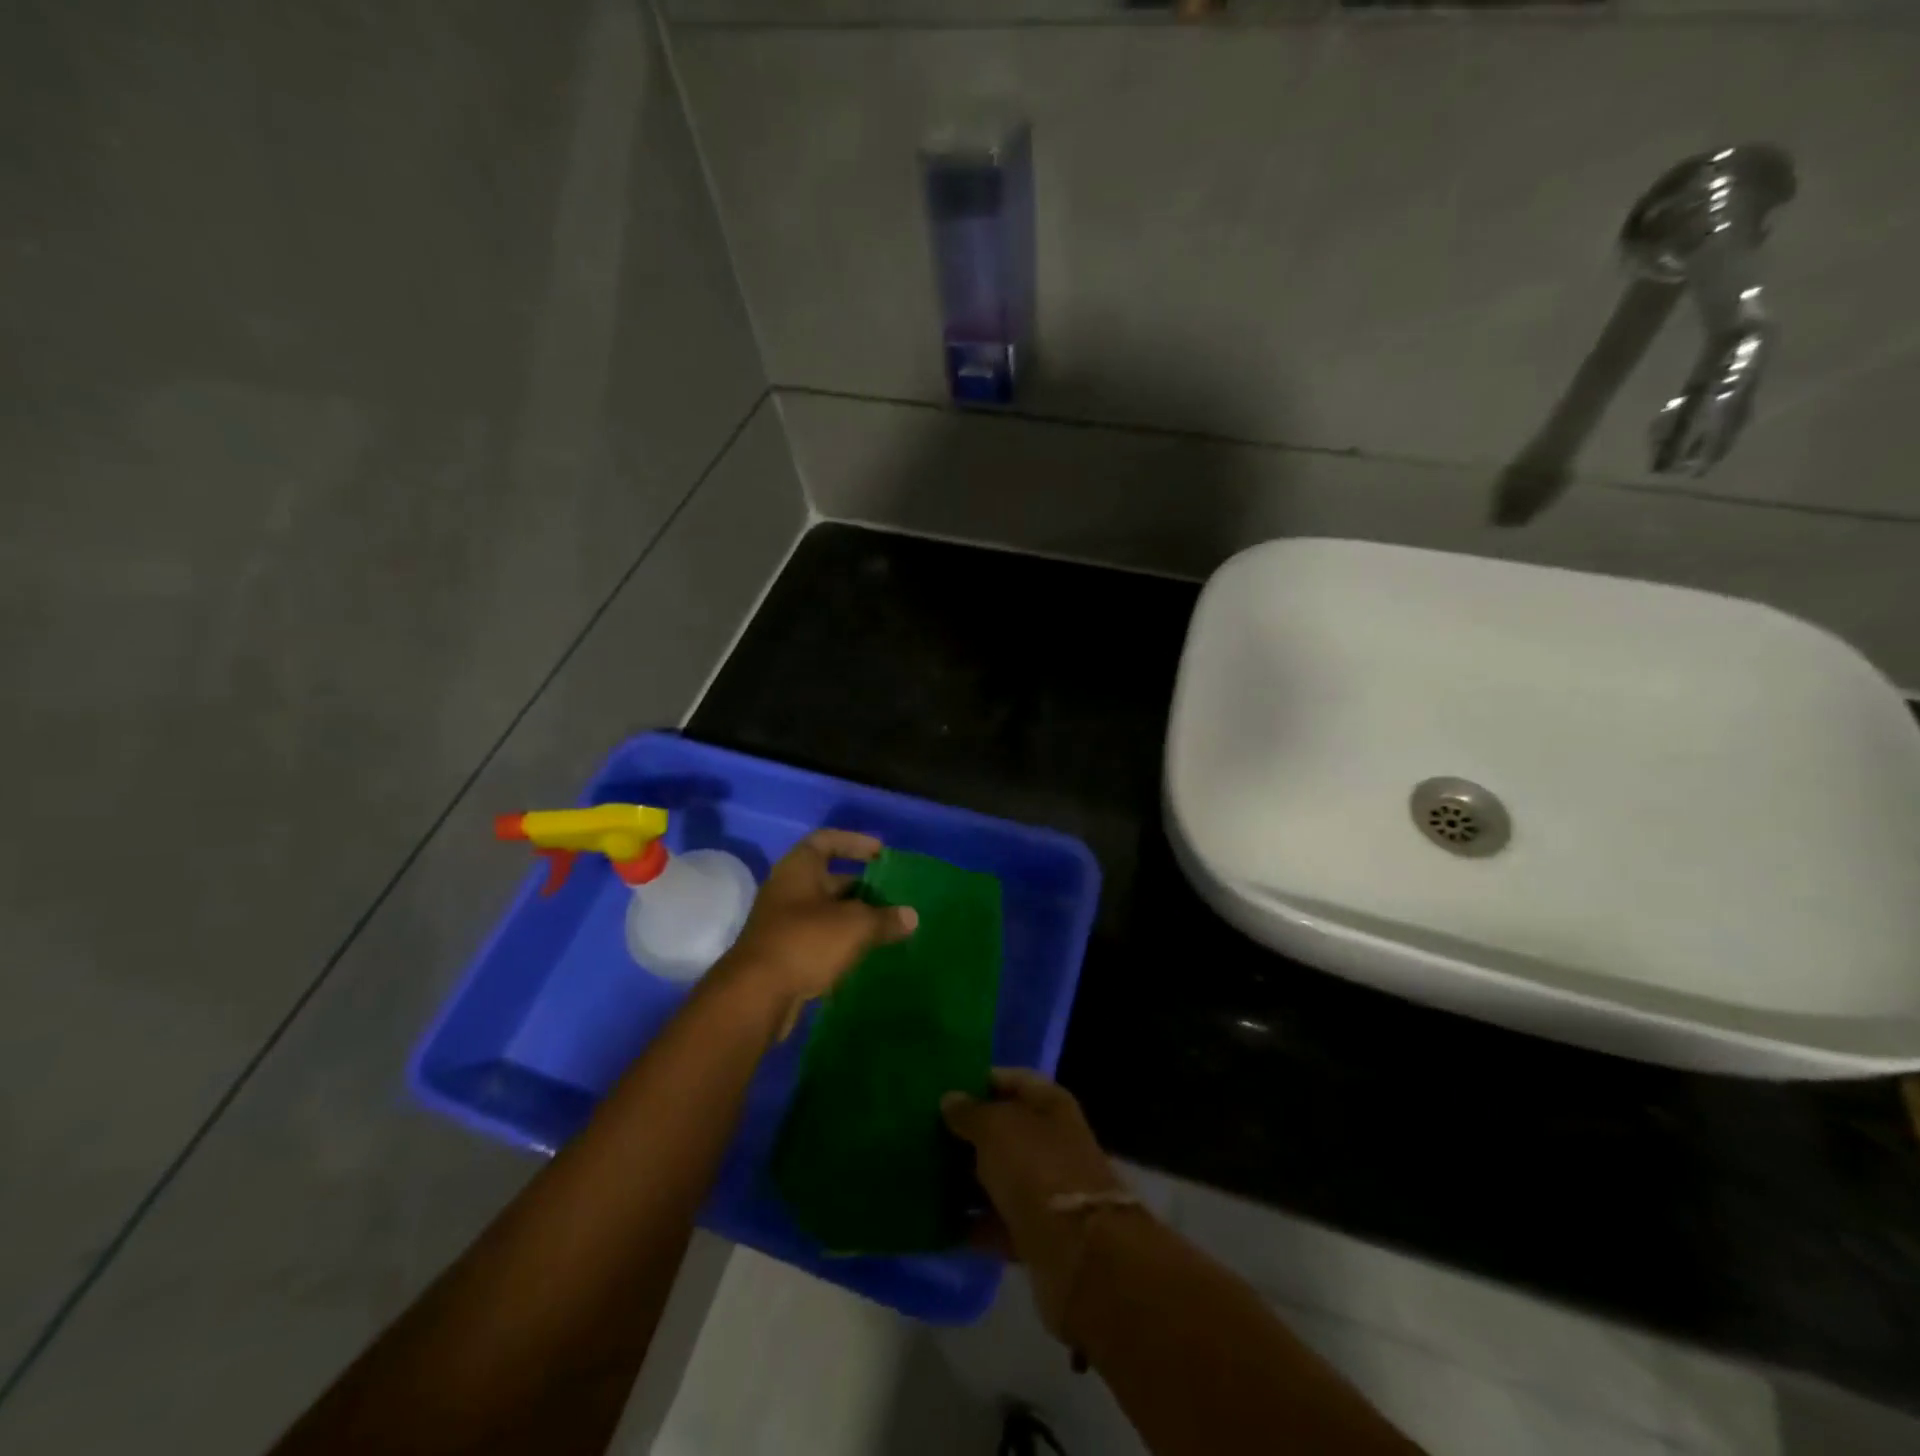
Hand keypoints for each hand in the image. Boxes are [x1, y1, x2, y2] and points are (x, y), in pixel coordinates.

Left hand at [717, 830, 916, 1030]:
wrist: (756, 995)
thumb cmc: (806, 942)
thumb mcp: (855, 926)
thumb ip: (885, 918)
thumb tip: (911, 916)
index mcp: (799, 869)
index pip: (827, 840)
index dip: (855, 842)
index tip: (882, 854)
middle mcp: (788, 889)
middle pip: (828, 878)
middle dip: (861, 885)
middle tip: (892, 896)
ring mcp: (783, 922)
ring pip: (825, 911)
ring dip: (853, 916)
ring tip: (886, 925)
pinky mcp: (784, 953)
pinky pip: (819, 937)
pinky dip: (841, 941)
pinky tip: (865, 952)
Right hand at [941, 1070, 1131, 1342]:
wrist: (1077, 1254)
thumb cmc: (1036, 1168)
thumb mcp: (996, 1127)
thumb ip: (970, 1112)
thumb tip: (950, 1099)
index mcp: (1050, 1104)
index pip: (1012, 1080)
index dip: (979, 1081)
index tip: (942, 1089)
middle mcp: (1052, 1142)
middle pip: (1005, 1130)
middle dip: (968, 1134)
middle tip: (924, 1134)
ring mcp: (1047, 1189)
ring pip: (999, 1176)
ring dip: (967, 1180)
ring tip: (922, 1177)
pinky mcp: (1038, 1234)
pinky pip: (998, 1222)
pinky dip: (973, 1225)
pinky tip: (938, 1222)